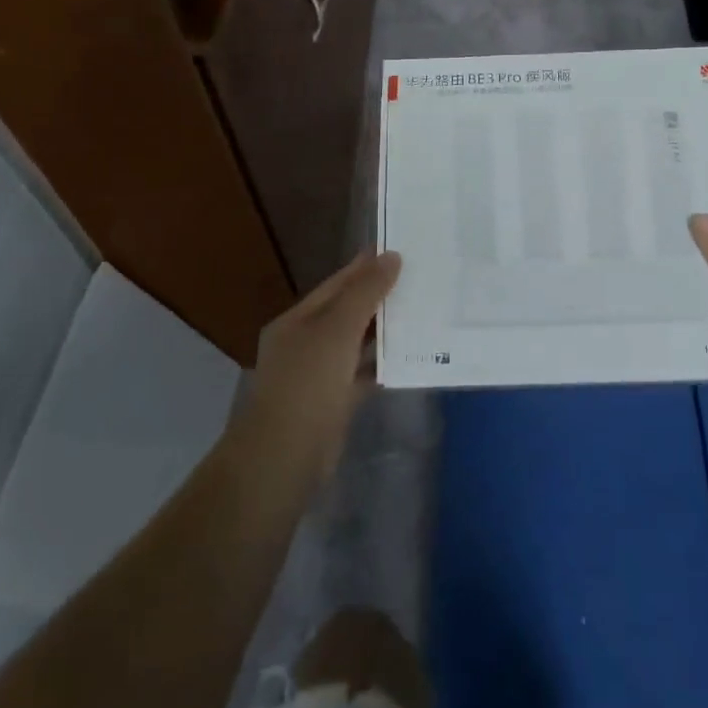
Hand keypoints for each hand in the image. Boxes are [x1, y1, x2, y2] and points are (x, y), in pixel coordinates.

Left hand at [242, 250, 402, 480]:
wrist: (286, 455)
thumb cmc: (308, 383)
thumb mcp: (337, 329)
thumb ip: (365, 292)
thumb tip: (391, 256)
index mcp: (297, 320)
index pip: (336, 284)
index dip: (365, 267)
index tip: (400, 251)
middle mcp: (305, 343)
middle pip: (347, 312)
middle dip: (379, 297)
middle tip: (419, 280)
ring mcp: (319, 374)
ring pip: (356, 344)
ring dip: (384, 331)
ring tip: (422, 313)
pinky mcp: (334, 402)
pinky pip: (362, 374)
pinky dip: (383, 365)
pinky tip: (411, 357)